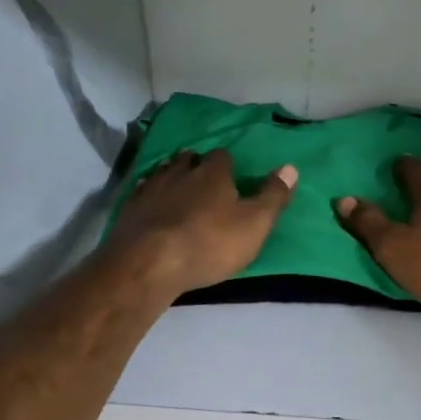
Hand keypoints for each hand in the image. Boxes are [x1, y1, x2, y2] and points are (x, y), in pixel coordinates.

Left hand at [104, 149, 297, 300]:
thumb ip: (273, 196)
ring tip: (178, 192)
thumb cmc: (210, 243)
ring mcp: (150, 188)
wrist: (149, 263)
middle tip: (204, 182)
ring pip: (163, 172)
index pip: (223, 156)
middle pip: (189, 159)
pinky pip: (141, 193)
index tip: (232, 178)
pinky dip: (149, 197)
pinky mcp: (128, 208)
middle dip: (196, 166)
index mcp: (213, 172)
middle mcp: (180, 171)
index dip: (228, 165)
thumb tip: (291, 167)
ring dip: (171, 178)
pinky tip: (151, 208)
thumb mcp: (254, 224)